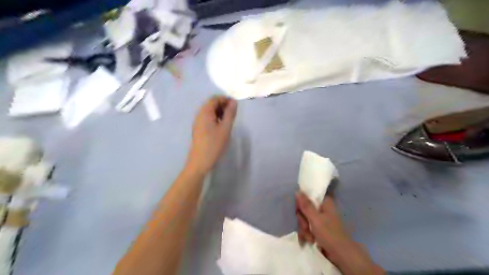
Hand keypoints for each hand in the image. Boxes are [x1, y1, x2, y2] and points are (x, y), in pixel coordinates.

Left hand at [186, 95, 237, 174]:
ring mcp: (197, 122)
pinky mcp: (198, 129)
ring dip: (219, 112)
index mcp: (205, 112)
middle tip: (233, 113)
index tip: (235, 106)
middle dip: (223, 105)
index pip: (214, 98)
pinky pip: (207, 118)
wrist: (200, 161)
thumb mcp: (225, 128)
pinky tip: (221, 126)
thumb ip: (230, 114)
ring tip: (228, 120)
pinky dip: (215, 118)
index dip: (225, 99)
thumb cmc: (214, 144)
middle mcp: (199, 114)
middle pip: (211, 104)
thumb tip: (234, 102)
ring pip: (209, 111)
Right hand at [296, 191, 383, 274]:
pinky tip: (309, 241)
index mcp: (324, 202)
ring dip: (304, 229)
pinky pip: (308, 227)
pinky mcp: (319, 229)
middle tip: (306, 227)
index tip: (299, 212)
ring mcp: (320, 219)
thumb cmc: (329, 234)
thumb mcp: (315, 219)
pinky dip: (307, 234)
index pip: (307, 197)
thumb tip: (298, 191)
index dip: (301, 204)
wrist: (341, 255)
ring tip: (310, 238)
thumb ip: (306, 205)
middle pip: (304, 209)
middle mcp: (322, 209)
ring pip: (305, 219)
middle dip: (303, 220)